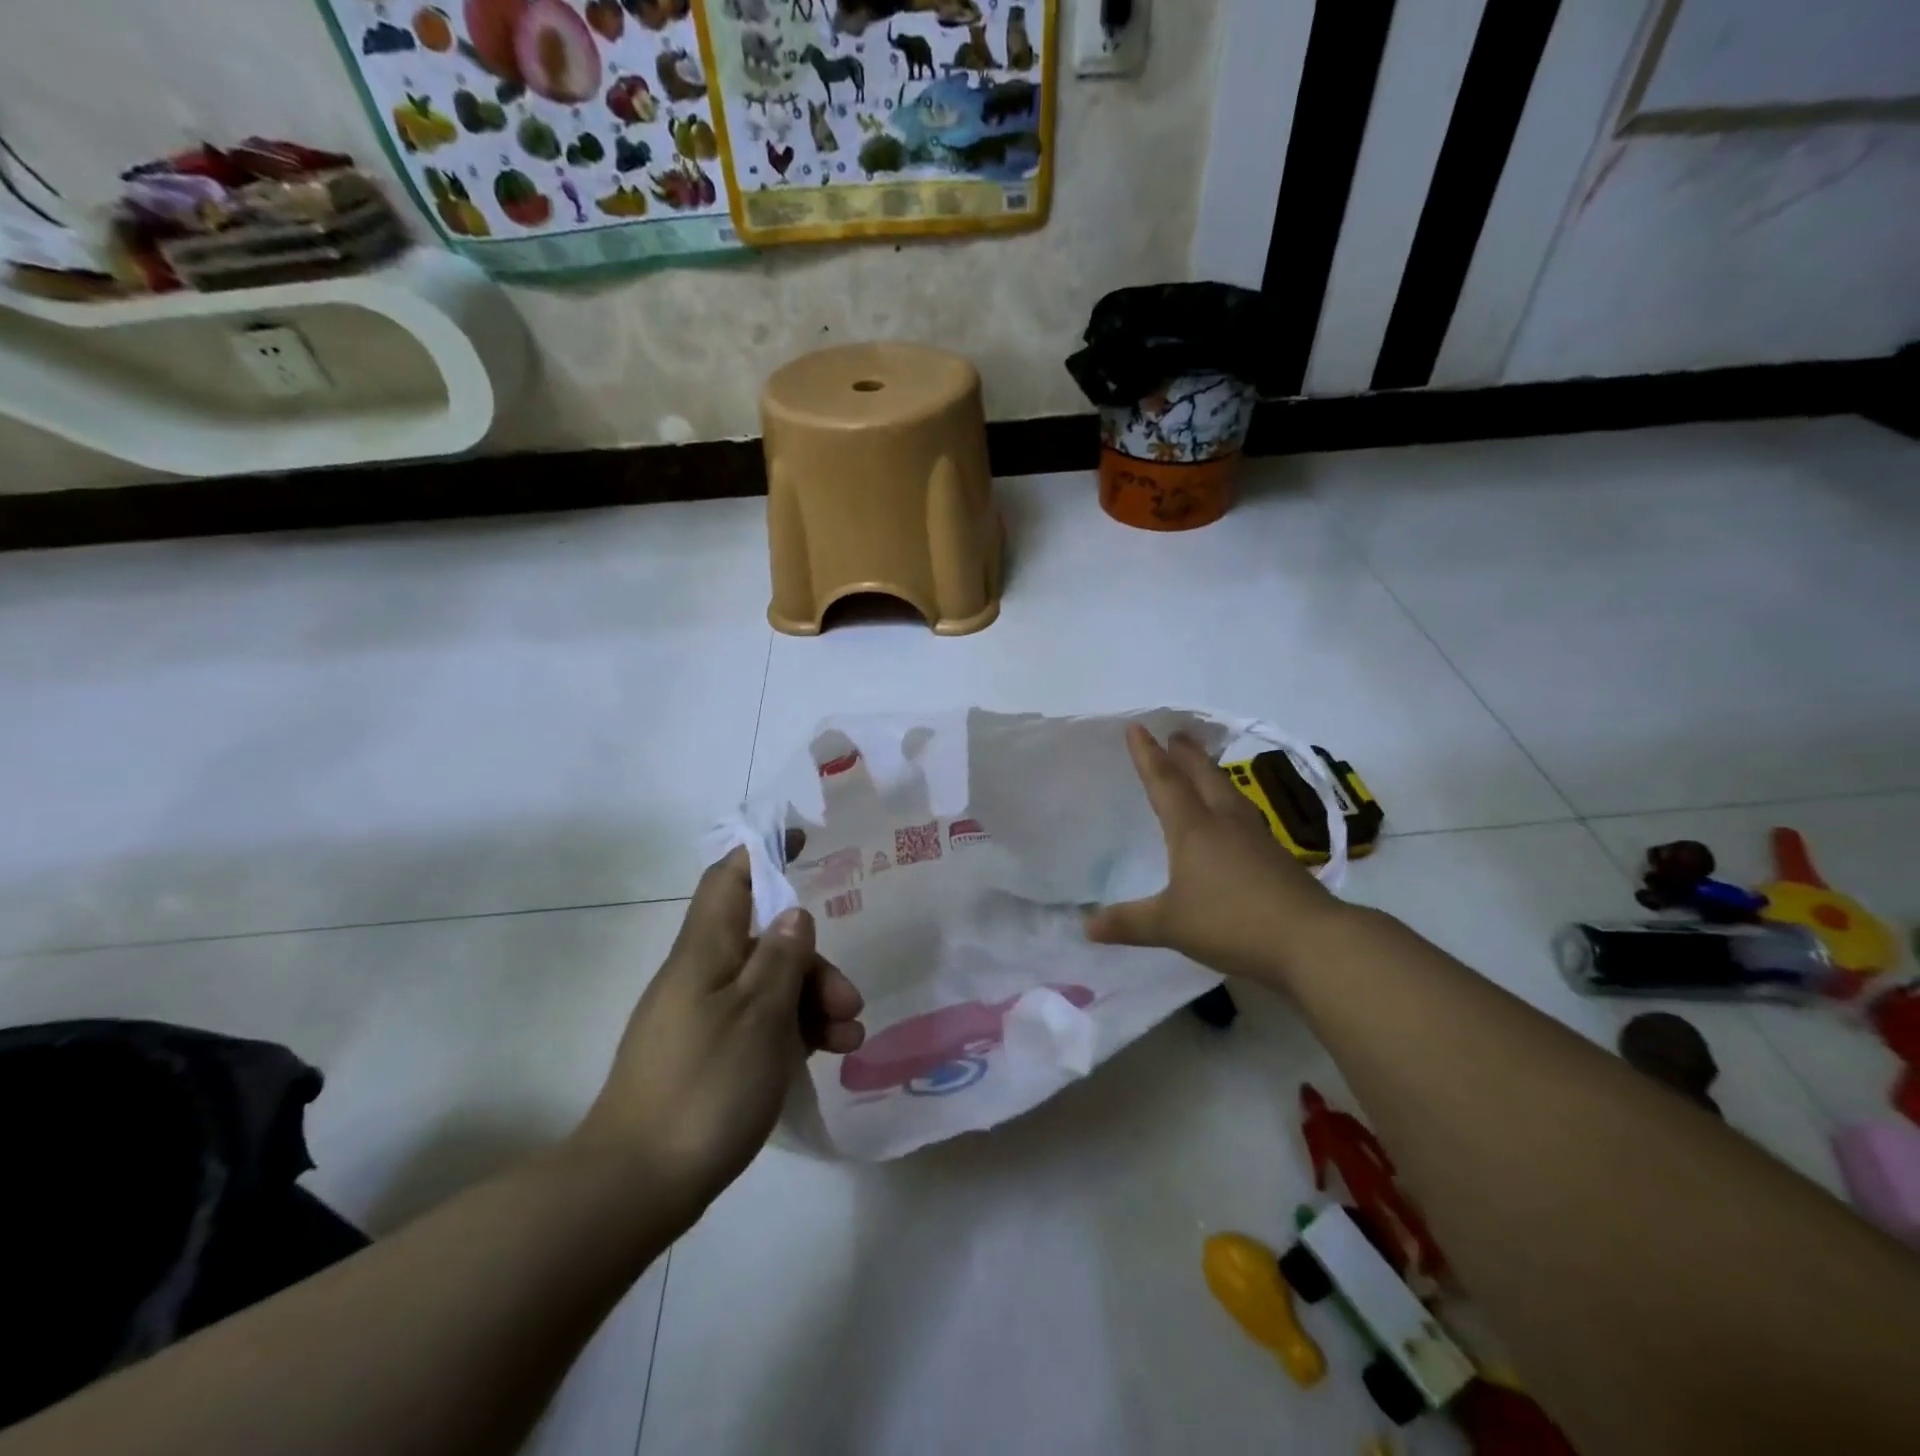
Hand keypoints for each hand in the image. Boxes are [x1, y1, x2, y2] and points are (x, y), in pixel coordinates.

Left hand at [572, 849, 864, 1220]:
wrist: (636, 1186)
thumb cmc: (705, 1085)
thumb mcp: (760, 1015)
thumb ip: (782, 958)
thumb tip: (793, 914)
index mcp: (705, 950)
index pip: (729, 879)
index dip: (764, 853)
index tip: (805, 842)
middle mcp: (701, 975)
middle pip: (765, 941)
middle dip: (813, 963)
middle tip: (850, 1003)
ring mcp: (703, 1018)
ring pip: (768, 987)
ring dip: (813, 1003)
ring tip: (849, 1040)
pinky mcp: (708, 1057)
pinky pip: (759, 1025)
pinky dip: (794, 1033)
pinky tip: (826, 1057)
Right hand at [1086, 725, 1342, 985]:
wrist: (1311, 940)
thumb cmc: (1231, 922)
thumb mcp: (1170, 925)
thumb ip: (1128, 923)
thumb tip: (1086, 926)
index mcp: (1194, 829)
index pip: (1165, 782)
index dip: (1148, 755)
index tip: (1138, 728)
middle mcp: (1225, 823)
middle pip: (1203, 777)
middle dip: (1186, 755)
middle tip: (1176, 734)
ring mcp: (1256, 838)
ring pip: (1229, 793)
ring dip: (1211, 774)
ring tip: (1202, 767)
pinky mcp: (1278, 857)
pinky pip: (1245, 816)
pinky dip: (1230, 804)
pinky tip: (1234, 819)